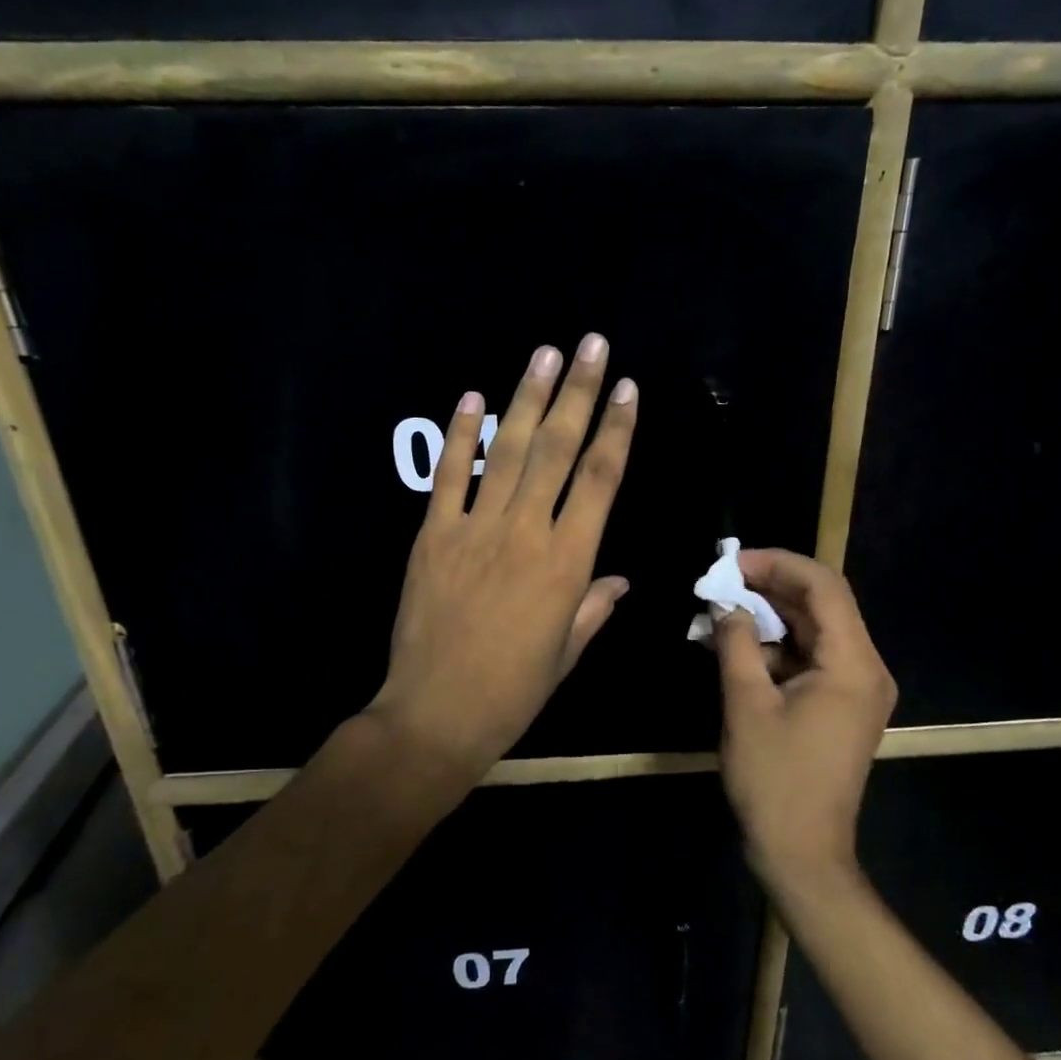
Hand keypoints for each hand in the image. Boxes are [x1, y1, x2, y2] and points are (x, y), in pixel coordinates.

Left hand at [368, 335, 637, 778]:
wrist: (437, 714)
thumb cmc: (514, 690)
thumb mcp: (567, 652)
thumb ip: (594, 606)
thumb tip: (618, 580)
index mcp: (567, 563)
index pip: (599, 481)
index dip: (616, 431)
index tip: (627, 390)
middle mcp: (525, 533)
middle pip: (556, 450)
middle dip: (577, 393)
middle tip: (591, 345)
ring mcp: (474, 530)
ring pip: (506, 452)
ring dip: (527, 399)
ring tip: (544, 354)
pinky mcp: (432, 536)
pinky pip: (448, 477)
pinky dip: (460, 435)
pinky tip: (474, 397)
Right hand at [713, 551, 895, 886]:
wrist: (802, 852)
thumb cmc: (774, 779)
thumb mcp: (746, 704)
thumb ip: (737, 643)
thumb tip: (726, 604)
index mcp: (853, 664)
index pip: (824, 587)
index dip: (777, 564)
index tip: (732, 563)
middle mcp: (866, 669)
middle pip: (822, 605)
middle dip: (770, 588)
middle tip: (720, 583)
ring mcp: (856, 689)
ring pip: (814, 631)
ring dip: (770, 618)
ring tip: (721, 611)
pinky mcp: (841, 706)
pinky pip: (810, 659)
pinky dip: (776, 648)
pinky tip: (737, 647)